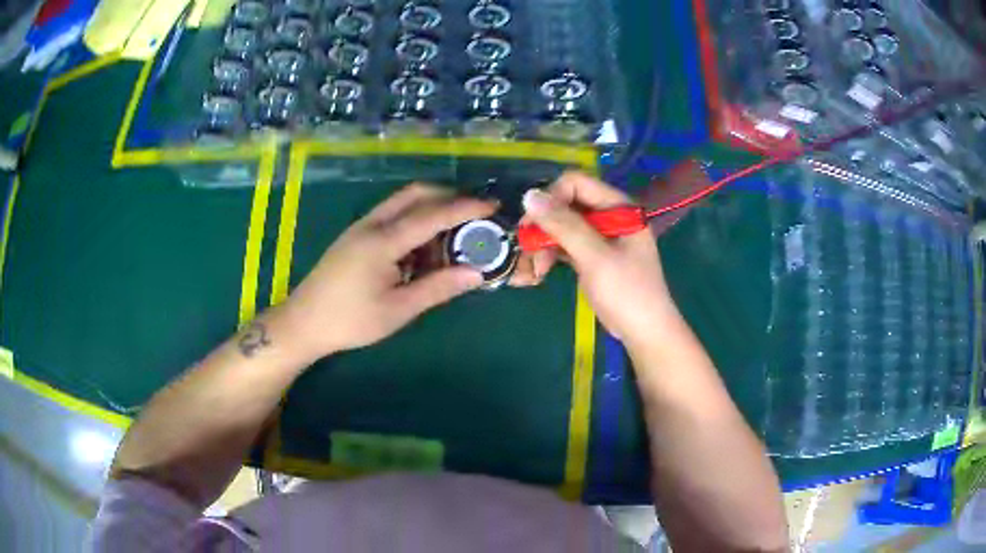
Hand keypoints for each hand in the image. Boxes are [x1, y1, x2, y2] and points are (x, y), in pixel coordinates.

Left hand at [276, 184, 497, 358]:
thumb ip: (438, 288)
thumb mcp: (399, 309)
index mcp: (383, 240)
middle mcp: (372, 224)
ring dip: (429, 209)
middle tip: (473, 214)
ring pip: (402, 202)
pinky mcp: (355, 236)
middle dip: (448, 197)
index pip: (432, 215)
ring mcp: (361, 227)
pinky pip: (391, 216)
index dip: (465, 208)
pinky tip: (421, 248)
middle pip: (415, 194)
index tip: (492, 206)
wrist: (304, 322)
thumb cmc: (351, 320)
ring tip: (451, 235)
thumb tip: (476, 273)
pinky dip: (413, 221)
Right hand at [512, 172, 680, 347]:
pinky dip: (551, 255)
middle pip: (566, 204)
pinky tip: (539, 272)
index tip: (533, 224)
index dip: (551, 198)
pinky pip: (565, 244)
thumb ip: (564, 225)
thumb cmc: (627, 293)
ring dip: (544, 243)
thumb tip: (529, 195)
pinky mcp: (592, 255)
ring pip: (562, 226)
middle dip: (544, 225)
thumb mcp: (595, 257)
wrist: (644, 333)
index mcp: (618, 207)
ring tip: (534, 270)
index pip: (576, 183)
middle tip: (526, 248)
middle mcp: (609, 215)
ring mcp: (601, 236)